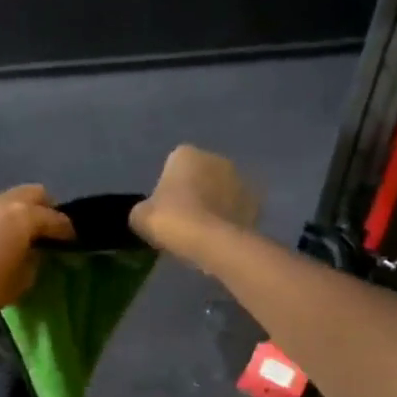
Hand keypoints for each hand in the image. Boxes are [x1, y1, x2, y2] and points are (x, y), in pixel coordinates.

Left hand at [0, 186, 74, 323]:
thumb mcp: (22, 280)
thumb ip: (35, 261)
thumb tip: (36, 253)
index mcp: (25, 215)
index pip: (56, 219)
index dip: (69, 232)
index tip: (74, 243)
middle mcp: (5, 203)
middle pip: (36, 194)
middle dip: (47, 209)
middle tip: (52, 231)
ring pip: (13, 198)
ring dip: (24, 210)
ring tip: (28, 233)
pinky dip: (6, 217)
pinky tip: (6, 236)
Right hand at [130, 146, 260, 259]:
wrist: (212, 242)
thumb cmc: (172, 221)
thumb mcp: (140, 217)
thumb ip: (144, 210)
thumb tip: (147, 215)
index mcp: (186, 154)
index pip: (173, 167)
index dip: (168, 189)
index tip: (165, 211)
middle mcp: (216, 159)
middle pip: (201, 176)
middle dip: (195, 193)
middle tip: (184, 222)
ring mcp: (240, 179)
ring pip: (221, 192)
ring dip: (215, 205)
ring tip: (204, 233)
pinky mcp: (256, 202)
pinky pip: (237, 209)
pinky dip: (230, 219)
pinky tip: (220, 238)